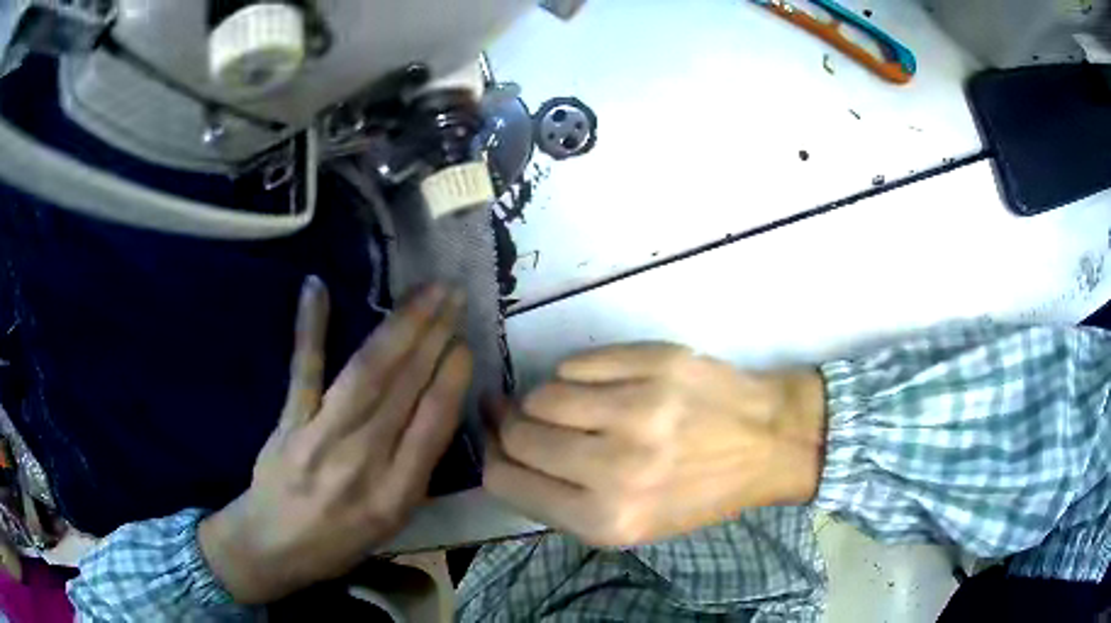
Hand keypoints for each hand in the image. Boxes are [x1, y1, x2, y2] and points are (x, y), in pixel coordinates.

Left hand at [199, 277, 472, 603]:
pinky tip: (317, 287)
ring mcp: (321, 435)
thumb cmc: (340, 539)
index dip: (452, 377)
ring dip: (399, 326)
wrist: (274, 545)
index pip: (433, 422)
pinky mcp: (289, 420)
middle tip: (454, 295)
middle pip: (404, 387)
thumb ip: (415, 470)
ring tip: (425, 291)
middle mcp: (363, 460)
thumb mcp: (392, 521)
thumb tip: (437, 409)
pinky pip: (304, 369)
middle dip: (434, 335)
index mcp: (396, 492)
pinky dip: (310, 328)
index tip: (466, 342)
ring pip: (366, 372)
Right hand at [484, 343, 824, 546]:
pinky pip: (577, 364)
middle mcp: (615, 470)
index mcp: (606, 520)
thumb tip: (504, 452)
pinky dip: (578, 375)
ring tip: (573, 405)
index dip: (491, 456)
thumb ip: (562, 500)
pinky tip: (603, 385)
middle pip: (517, 435)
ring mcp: (637, 411)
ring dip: (546, 400)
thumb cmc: (699, 492)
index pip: (505, 481)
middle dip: (511, 425)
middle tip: (521, 416)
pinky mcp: (654, 365)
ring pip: (542, 395)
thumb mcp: (631, 524)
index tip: (493, 439)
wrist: (768, 443)